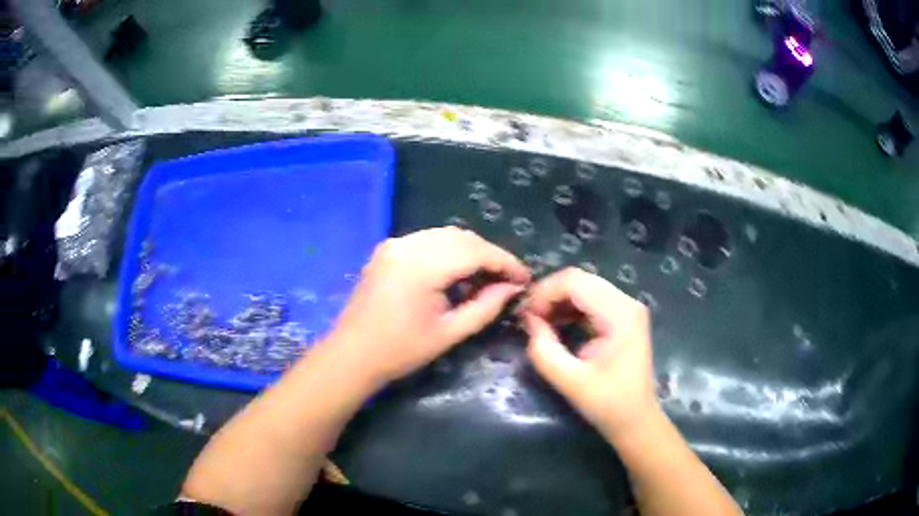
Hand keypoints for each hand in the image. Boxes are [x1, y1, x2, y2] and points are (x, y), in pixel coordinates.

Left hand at [325, 227, 529, 386]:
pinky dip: (449, 251)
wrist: (352, 354)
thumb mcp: (450, 333)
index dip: (505, 262)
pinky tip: (456, 273)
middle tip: (508, 280)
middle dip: (489, 256)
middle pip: (462, 238)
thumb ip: (486, 306)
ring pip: (446, 235)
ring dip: (470, 251)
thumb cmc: (401, 351)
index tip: (525, 278)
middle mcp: (408, 244)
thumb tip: (513, 288)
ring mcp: (395, 243)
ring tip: (485, 278)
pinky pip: (428, 240)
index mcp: (422, 266)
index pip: (476, 251)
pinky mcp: (388, 249)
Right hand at [522, 267, 658, 439]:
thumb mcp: (570, 381)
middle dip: (549, 295)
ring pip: (583, 287)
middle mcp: (626, 302)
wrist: (636, 420)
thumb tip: (528, 321)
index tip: (524, 316)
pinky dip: (569, 308)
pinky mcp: (622, 317)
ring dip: (557, 300)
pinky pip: (590, 300)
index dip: (544, 292)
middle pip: (580, 279)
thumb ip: (544, 350)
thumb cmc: (608, 404)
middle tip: (527, 319)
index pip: (575, 282)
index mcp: (620, 314)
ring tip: (537, 323)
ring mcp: (626, 308)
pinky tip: (555, 324)